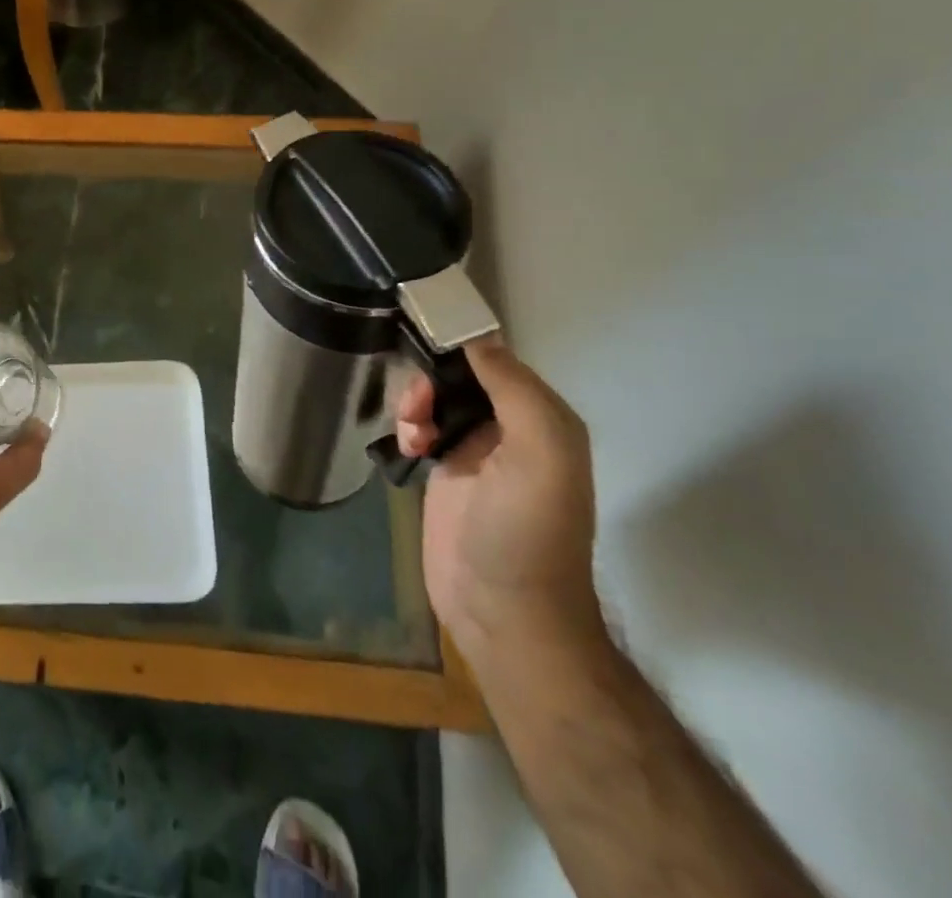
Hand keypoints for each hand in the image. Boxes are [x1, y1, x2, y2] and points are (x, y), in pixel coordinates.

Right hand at [395, 339, 603, 671]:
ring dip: (416, 403)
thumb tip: (477, 339)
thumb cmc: (525, 531)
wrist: (502, 612)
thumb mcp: (539, 454)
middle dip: (432, 380)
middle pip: (461, 376)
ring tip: (413, 432)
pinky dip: (410, 427)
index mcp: (543, 420)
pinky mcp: (446, 472)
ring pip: (436, 398)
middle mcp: (512, 429)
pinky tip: (409, 447)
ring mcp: (477, 452)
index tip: (425, 347)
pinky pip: (422, 427)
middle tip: (418, 405)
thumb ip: (515, 390)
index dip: (461, 349)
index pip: (498, 360)